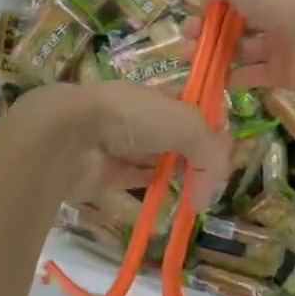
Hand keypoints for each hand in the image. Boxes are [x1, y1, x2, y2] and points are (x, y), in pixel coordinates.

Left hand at [0, 80, 231, 205]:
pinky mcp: (104, 172)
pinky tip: (167, 199)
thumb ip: (211, 151)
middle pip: (178, 136)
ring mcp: (119, 144)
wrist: (70, 136)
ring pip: (157, 159)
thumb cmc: (131, 118)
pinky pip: (134, 180)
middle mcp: (139, 117)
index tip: (224, 152)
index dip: (213, 128)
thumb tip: (211, 193)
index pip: (195, 109)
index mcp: (158, 95)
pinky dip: (151, 188)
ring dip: (175, 173)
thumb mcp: (186, 124)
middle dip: (196, 155)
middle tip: (209, 180)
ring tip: (193, 194)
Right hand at [195, 0, 294, 96]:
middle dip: (204, 31)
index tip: (190, 15)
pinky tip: (210, 79)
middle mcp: (271, 13)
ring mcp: (277, 45)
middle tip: (185, 41)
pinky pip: (251, 75)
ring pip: (238, 50)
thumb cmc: (286, 2)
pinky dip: (231, 78)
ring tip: (188, 60)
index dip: (208, 5)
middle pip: (231, 23)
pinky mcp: (281, 74)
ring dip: (212, 54)